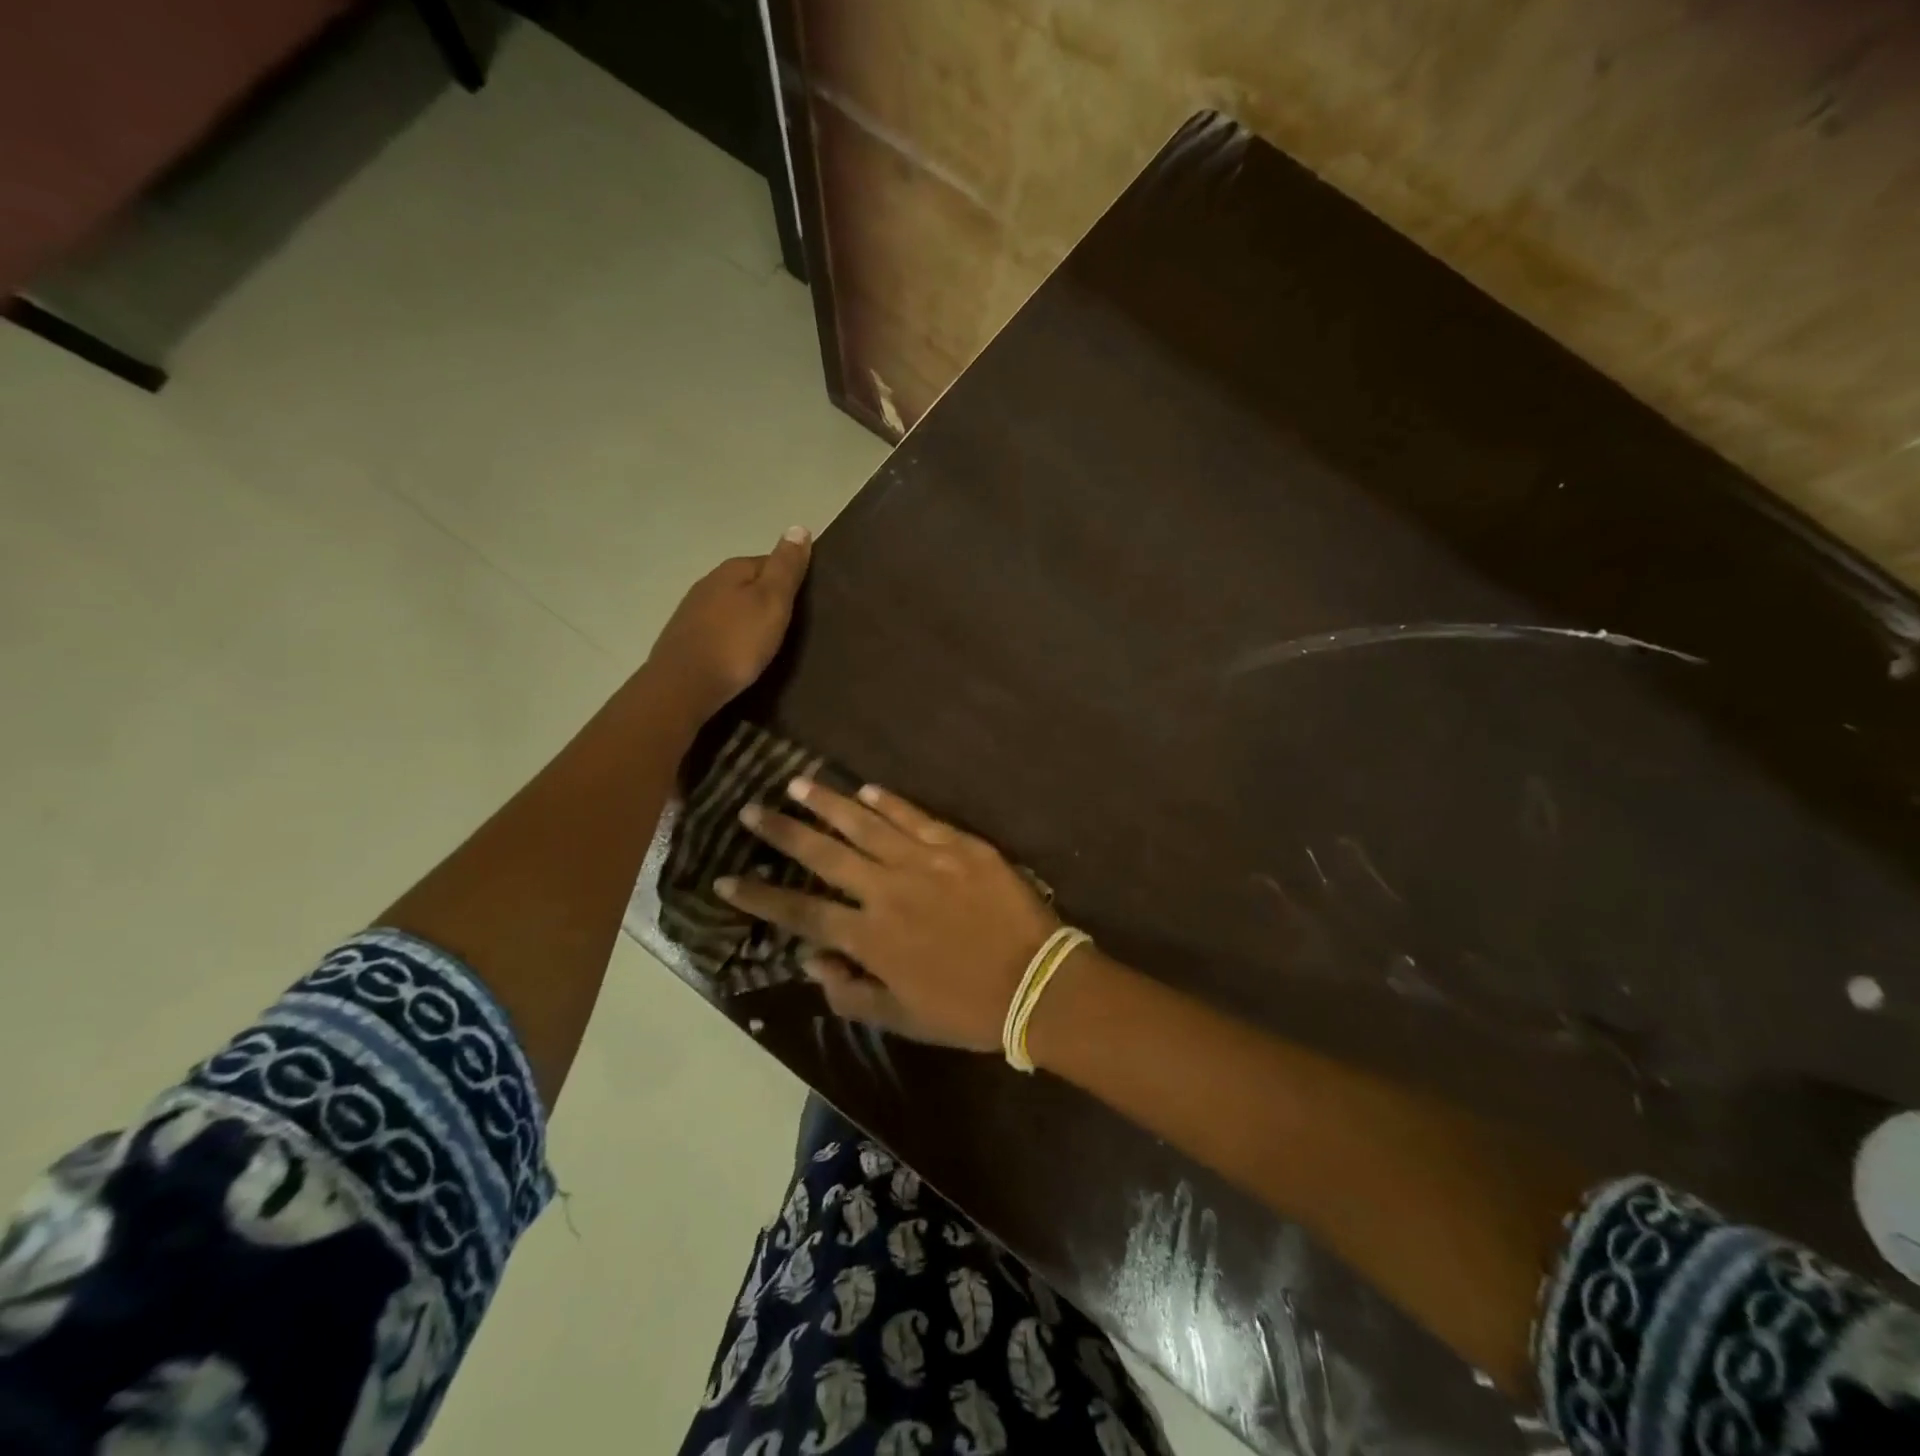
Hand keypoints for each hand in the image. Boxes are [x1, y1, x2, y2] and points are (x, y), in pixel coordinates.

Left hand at [644, 527, 810, 721]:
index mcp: (733, 569)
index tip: (806, 603)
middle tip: (791, 626)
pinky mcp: (685, 637)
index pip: (769, 561)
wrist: (685, 685)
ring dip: (748, 619)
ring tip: (767, 642)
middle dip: (768, 599)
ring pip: (731, 606)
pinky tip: (739, 654)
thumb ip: (786, 567)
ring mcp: (692, 610)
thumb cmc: (737, 642)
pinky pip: (718, 628)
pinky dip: (731, 636)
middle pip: (748, 583)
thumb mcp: (772, 602)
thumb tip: (798, 526)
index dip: (790, 580)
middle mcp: (709, 582)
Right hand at [716, 781, 1060, 1051]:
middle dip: (783, 831)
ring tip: (798, 783)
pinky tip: (866, 789)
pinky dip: (889, 802)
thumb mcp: (901, 1018)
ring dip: (828, 802)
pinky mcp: (958, 845)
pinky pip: (915, 817)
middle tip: (752, 809)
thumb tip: (811, 958)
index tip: (724, 878)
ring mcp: (923, 862)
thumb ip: (849, 991)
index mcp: (869, 936)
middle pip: (823, 854)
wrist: (1038, 983)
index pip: (800, 911)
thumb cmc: (967, 1009)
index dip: (759, 896)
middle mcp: (886, 890)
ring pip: (865, 824)